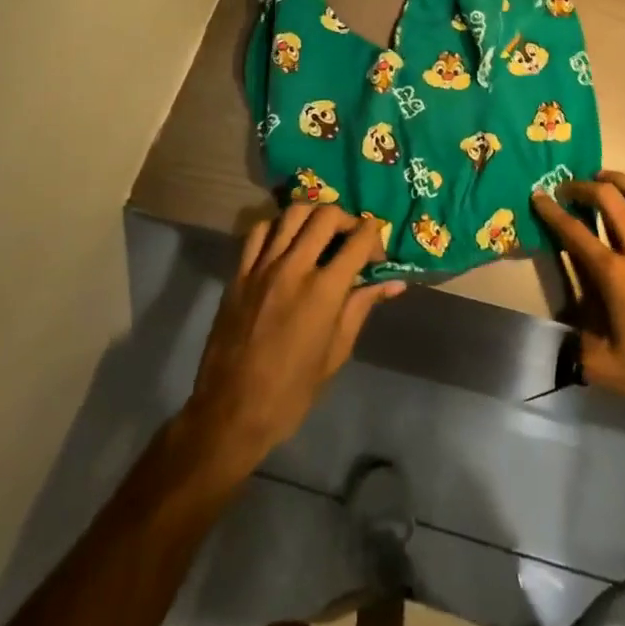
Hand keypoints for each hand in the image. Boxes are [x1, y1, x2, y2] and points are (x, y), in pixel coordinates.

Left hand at [185, 204, 405, 473]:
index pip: (359, 239)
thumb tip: (394, 283)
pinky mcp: (239, 273)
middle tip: (352, 239)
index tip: (377, 251)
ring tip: (321, 233)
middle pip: (326, 215)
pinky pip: (259, 231)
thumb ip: (362, 307)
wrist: (230, 413)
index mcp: (324, 291)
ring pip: (293, 213)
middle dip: (347, 219)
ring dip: (314, 215)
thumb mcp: (336, 353)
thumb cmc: (291, 392)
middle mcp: (294, 267)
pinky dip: (277, 226)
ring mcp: (262, 266)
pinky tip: (285, 242)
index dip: (375, 236)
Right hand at [532, 173, 624, 429]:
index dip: (552, 212)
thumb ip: (579, 346)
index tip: (539, 196)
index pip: (576, 235)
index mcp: (616, 276)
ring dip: (624, 182)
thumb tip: (567, 333)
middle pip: (611, 203)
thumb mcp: (607, 369)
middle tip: (571, 187)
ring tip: (606, 177)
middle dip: (586, 188)